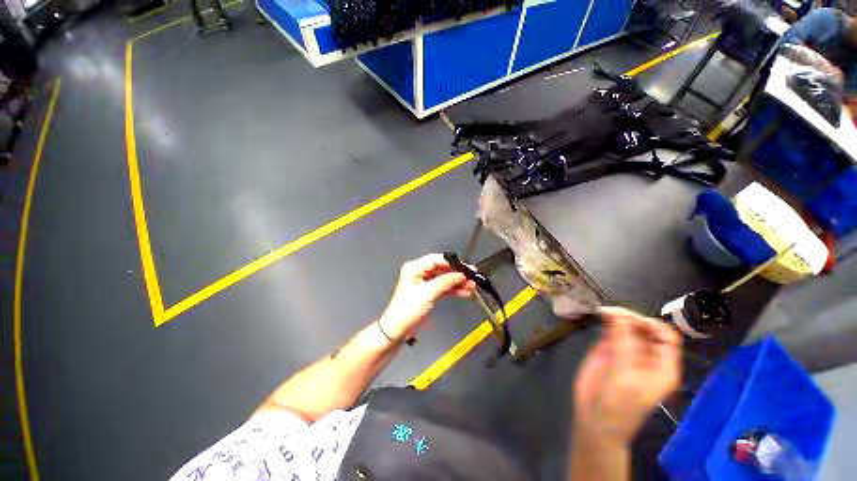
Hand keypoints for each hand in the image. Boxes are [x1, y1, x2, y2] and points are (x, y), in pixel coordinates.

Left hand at [379, 254, 476, 340]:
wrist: (398, 330)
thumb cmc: (408, 309)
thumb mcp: (428, 293)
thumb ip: (445, 282)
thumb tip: (462, 274)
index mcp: (415, 268)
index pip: (436, 260)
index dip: (452, 263)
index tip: (466, 267)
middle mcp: (420, 272)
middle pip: (442, 268)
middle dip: (457, 273)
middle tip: (472, 275)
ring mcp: (425, 282)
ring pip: (444, 278)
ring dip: (458, 282)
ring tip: (472, 285)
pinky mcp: (429, 292)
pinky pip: (444, 287)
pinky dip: (454, 289)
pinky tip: (465, 292)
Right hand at [573, 307, 680, 444]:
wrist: (594, 417)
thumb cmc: (618, 403)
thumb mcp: (624, 374)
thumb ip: (623, 343)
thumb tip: (618, 313)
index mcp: (662, 366)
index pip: (666, 336)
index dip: (651, 324)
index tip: (629, 317)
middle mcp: (647, 356)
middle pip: (645, 328)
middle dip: (630, 318)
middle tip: (610, 311)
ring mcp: (626, 352)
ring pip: (627, 327)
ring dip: (617, 317)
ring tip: (603, 311)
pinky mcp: (608, 350)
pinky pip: (610, 331)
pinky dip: (605, 322)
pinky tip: (598, 316)